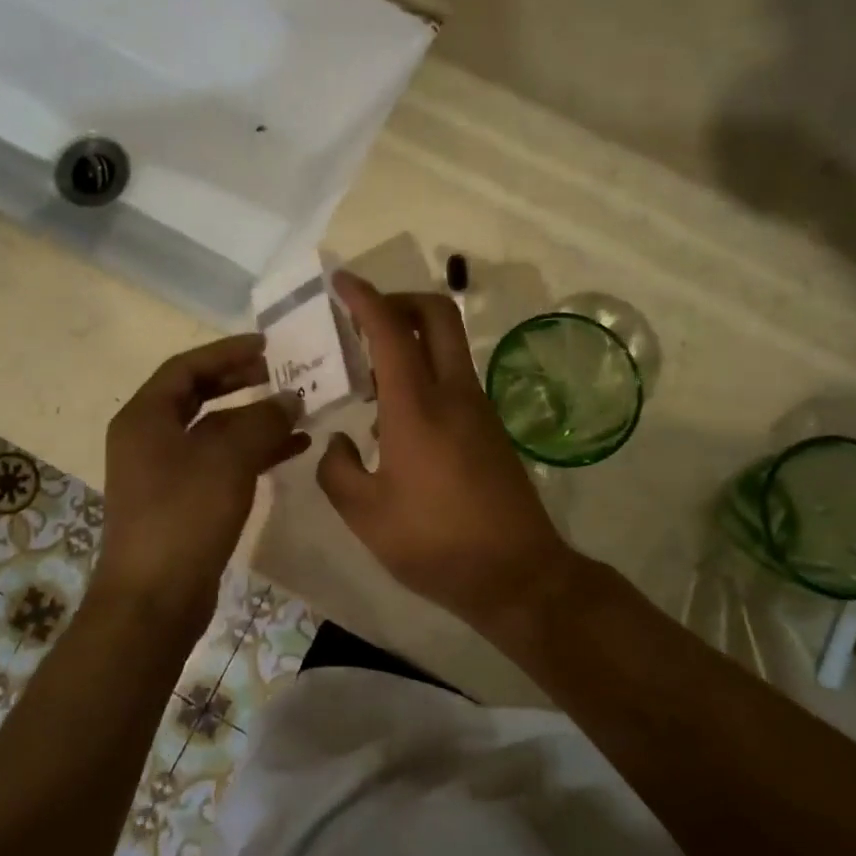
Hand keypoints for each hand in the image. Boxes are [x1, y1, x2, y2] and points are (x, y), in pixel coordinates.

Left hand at [97, 336, 307, 627]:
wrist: (154, 600)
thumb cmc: (184, 517)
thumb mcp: (228, 459)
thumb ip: (263, 421)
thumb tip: (291, 398)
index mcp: (145, 418)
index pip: (187, 367)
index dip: (227, 352)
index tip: (267, 346)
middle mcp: (148, 438)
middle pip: (198, 396)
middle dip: (240, 382)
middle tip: (279, 372)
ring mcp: (163, 472)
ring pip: (214, 431)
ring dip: (254, 420)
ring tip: (297, 410)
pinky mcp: (182, 501)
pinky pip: (220, 462)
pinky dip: (253, 453)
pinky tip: (292, 449)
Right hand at [317, 273, 575, 631]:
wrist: (517, 574)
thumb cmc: (435, 544)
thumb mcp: (366, 515)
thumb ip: (337, 469)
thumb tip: (337, 442)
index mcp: (417, 406)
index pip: (389, 328)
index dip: (363, 297)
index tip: (340, 281)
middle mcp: (453, 392)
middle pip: (436, 314)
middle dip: (398, 299)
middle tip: (362, 318)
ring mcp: (478, 407)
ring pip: (447, 344)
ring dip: (411, 337)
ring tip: (369, 370)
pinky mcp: (490, 427)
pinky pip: (453, 376)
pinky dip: (423, 369)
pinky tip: (395, 414)